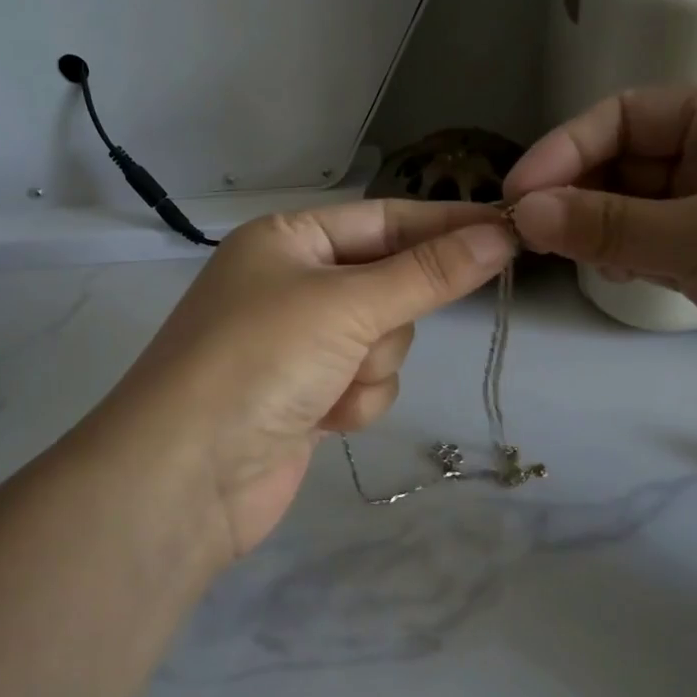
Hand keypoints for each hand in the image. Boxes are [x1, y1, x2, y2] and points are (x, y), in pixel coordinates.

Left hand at [106, 201, 514, 561]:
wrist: (187, 477)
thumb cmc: (260, 361)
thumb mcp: (348, 304)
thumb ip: (429, 273)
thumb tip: (499, 235)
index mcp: (290, 239)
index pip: (387, 219)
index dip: (446, 225)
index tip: (509, 230)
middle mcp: (293, 283)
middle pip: (390, 284)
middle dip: (386, 319)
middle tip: (362, 338)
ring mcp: (298, 342)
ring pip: (384, 339)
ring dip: (369, 367)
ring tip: (328, 388)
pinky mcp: (307, 394)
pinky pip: (366, 383)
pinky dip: (355, 401)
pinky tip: (322, 420)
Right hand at [504, 86, 696, 461]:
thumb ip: (608, 225)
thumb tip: (522, 212)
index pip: (624, 116)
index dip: (565, 149)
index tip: (516, 195)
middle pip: (624, 161)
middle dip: (573, 191)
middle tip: (523, 233)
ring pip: (633, 208)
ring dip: (592, 226)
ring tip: (552, 253)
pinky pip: (652, 247)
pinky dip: (621, 256)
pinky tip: (603, 272)